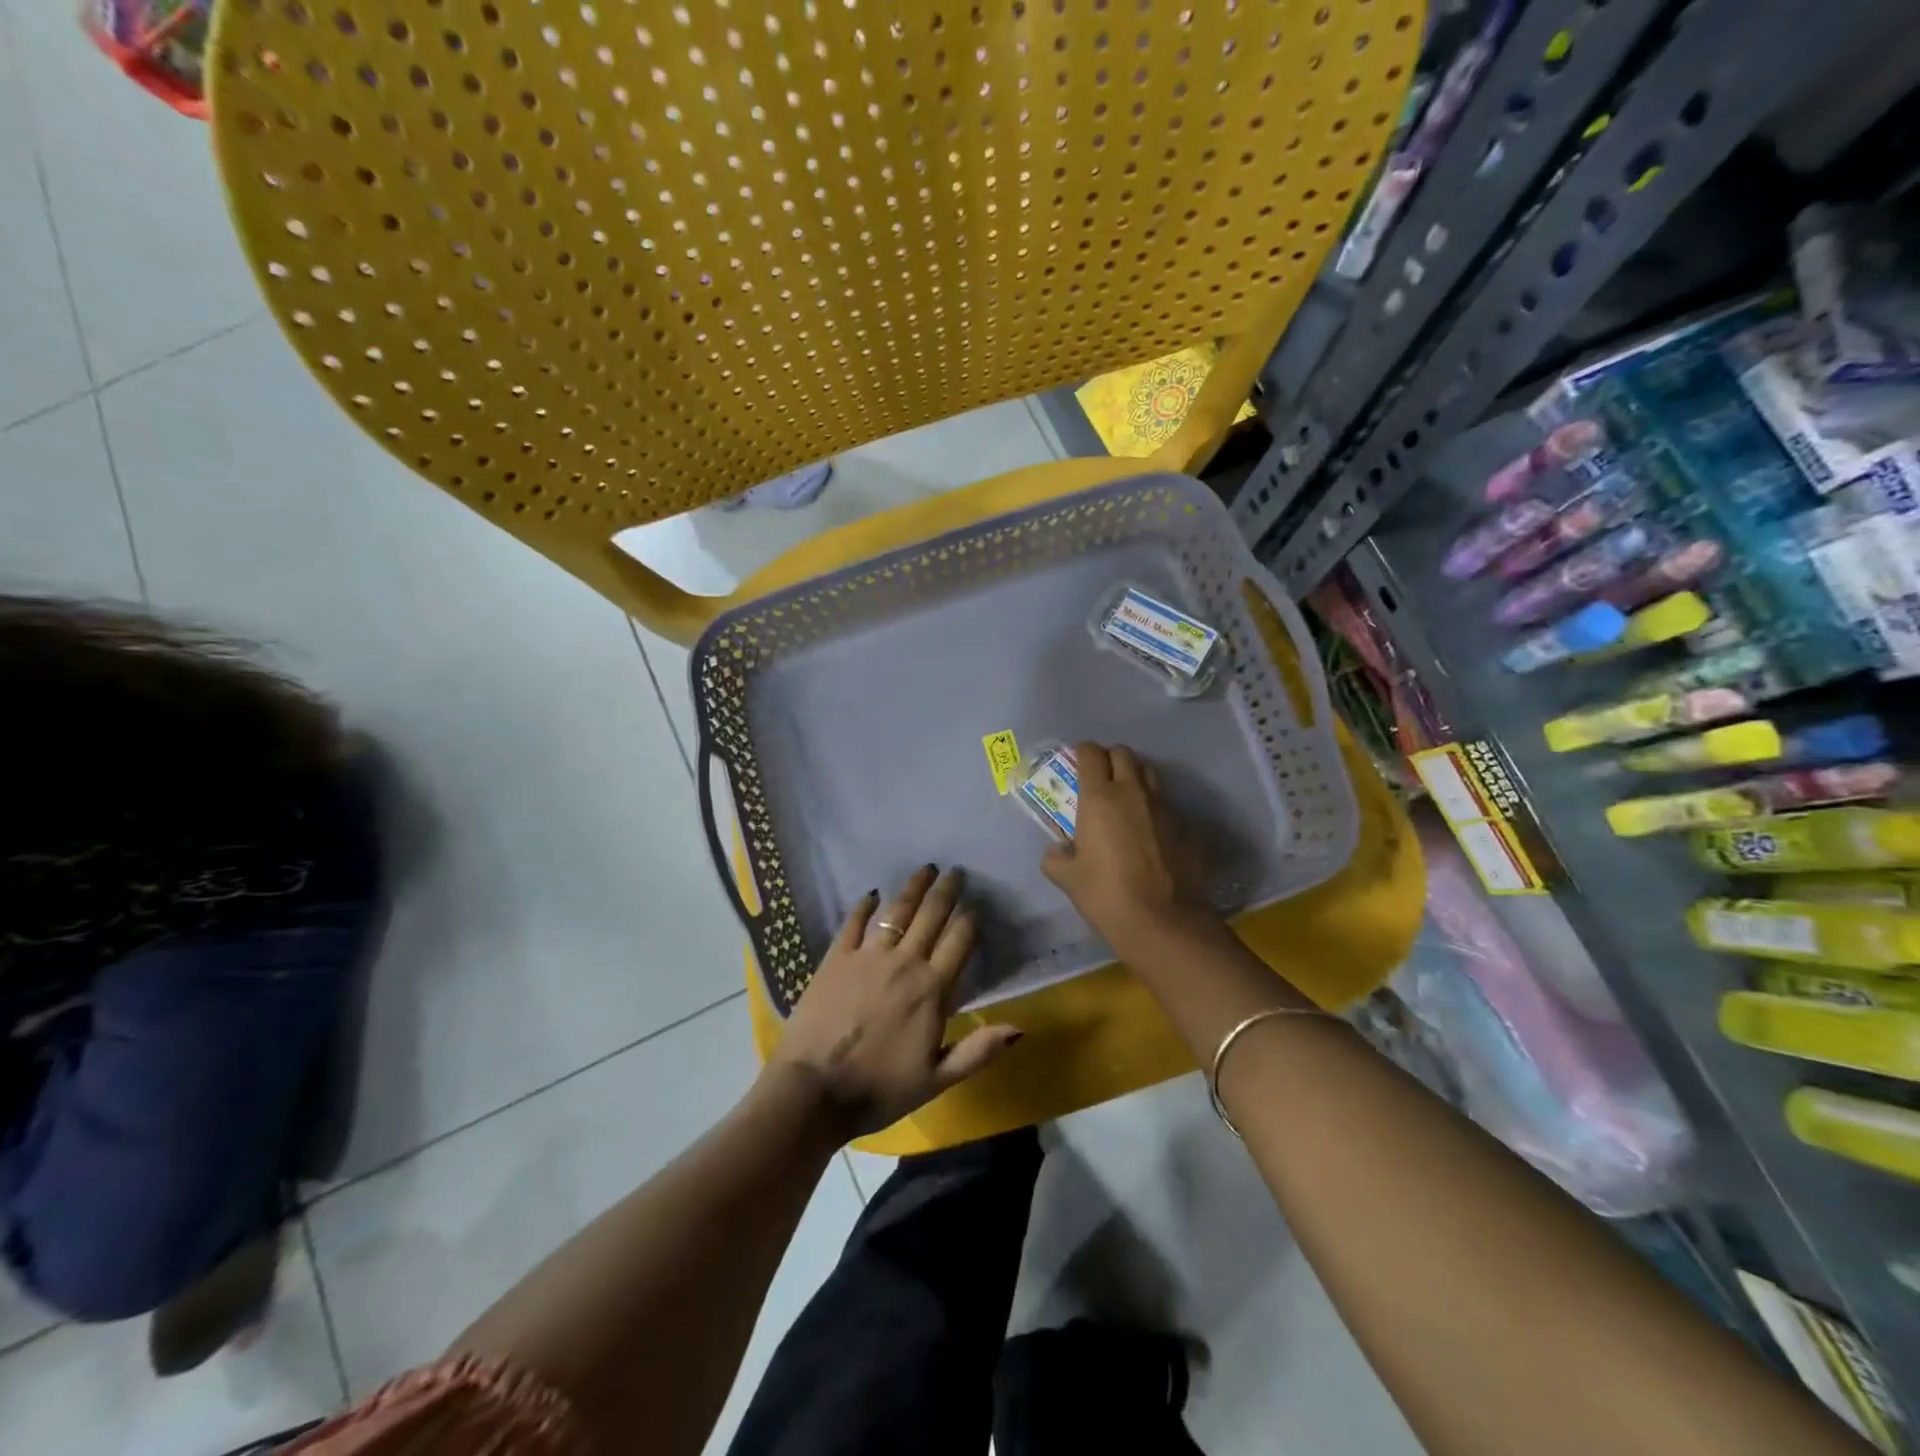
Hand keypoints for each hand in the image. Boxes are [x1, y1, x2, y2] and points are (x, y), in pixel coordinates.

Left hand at [770, 865, 1021, 1137]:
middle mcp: (904, 962)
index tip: (976, 905)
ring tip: (925, 869)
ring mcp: (867, 956)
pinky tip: (871, 893)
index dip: (970, 920)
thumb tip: (1020, 1027)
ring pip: (896, 911)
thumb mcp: (936, 1080)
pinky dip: (864, 905)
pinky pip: (854, 922)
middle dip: (946, 891)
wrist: (814, 1090)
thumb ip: (978, 1051)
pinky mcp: (836, 958)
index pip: (959, 941)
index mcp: (931, 990)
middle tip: (956, 871)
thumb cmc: (879, 1089)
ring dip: (913, 888)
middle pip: (931, 916)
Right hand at [1041, 741, 1213, 950]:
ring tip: (1129, 801)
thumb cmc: (1106, 896)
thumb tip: (1058, 851)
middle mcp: (1134, 793)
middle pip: (1124, 754)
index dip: (1083, 753)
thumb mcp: (1068, 879)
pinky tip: (1154, 835)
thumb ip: (1056, 858)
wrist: (1164, 923)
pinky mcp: (1189, 827)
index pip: (1091, 753)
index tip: (1078, 764)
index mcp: (1099, 798)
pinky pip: (1170, 807)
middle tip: (1102, 780)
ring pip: (1151, 774)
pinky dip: (1158, 812)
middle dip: (1111, 759)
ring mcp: (1166, 808)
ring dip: (1137, 778)